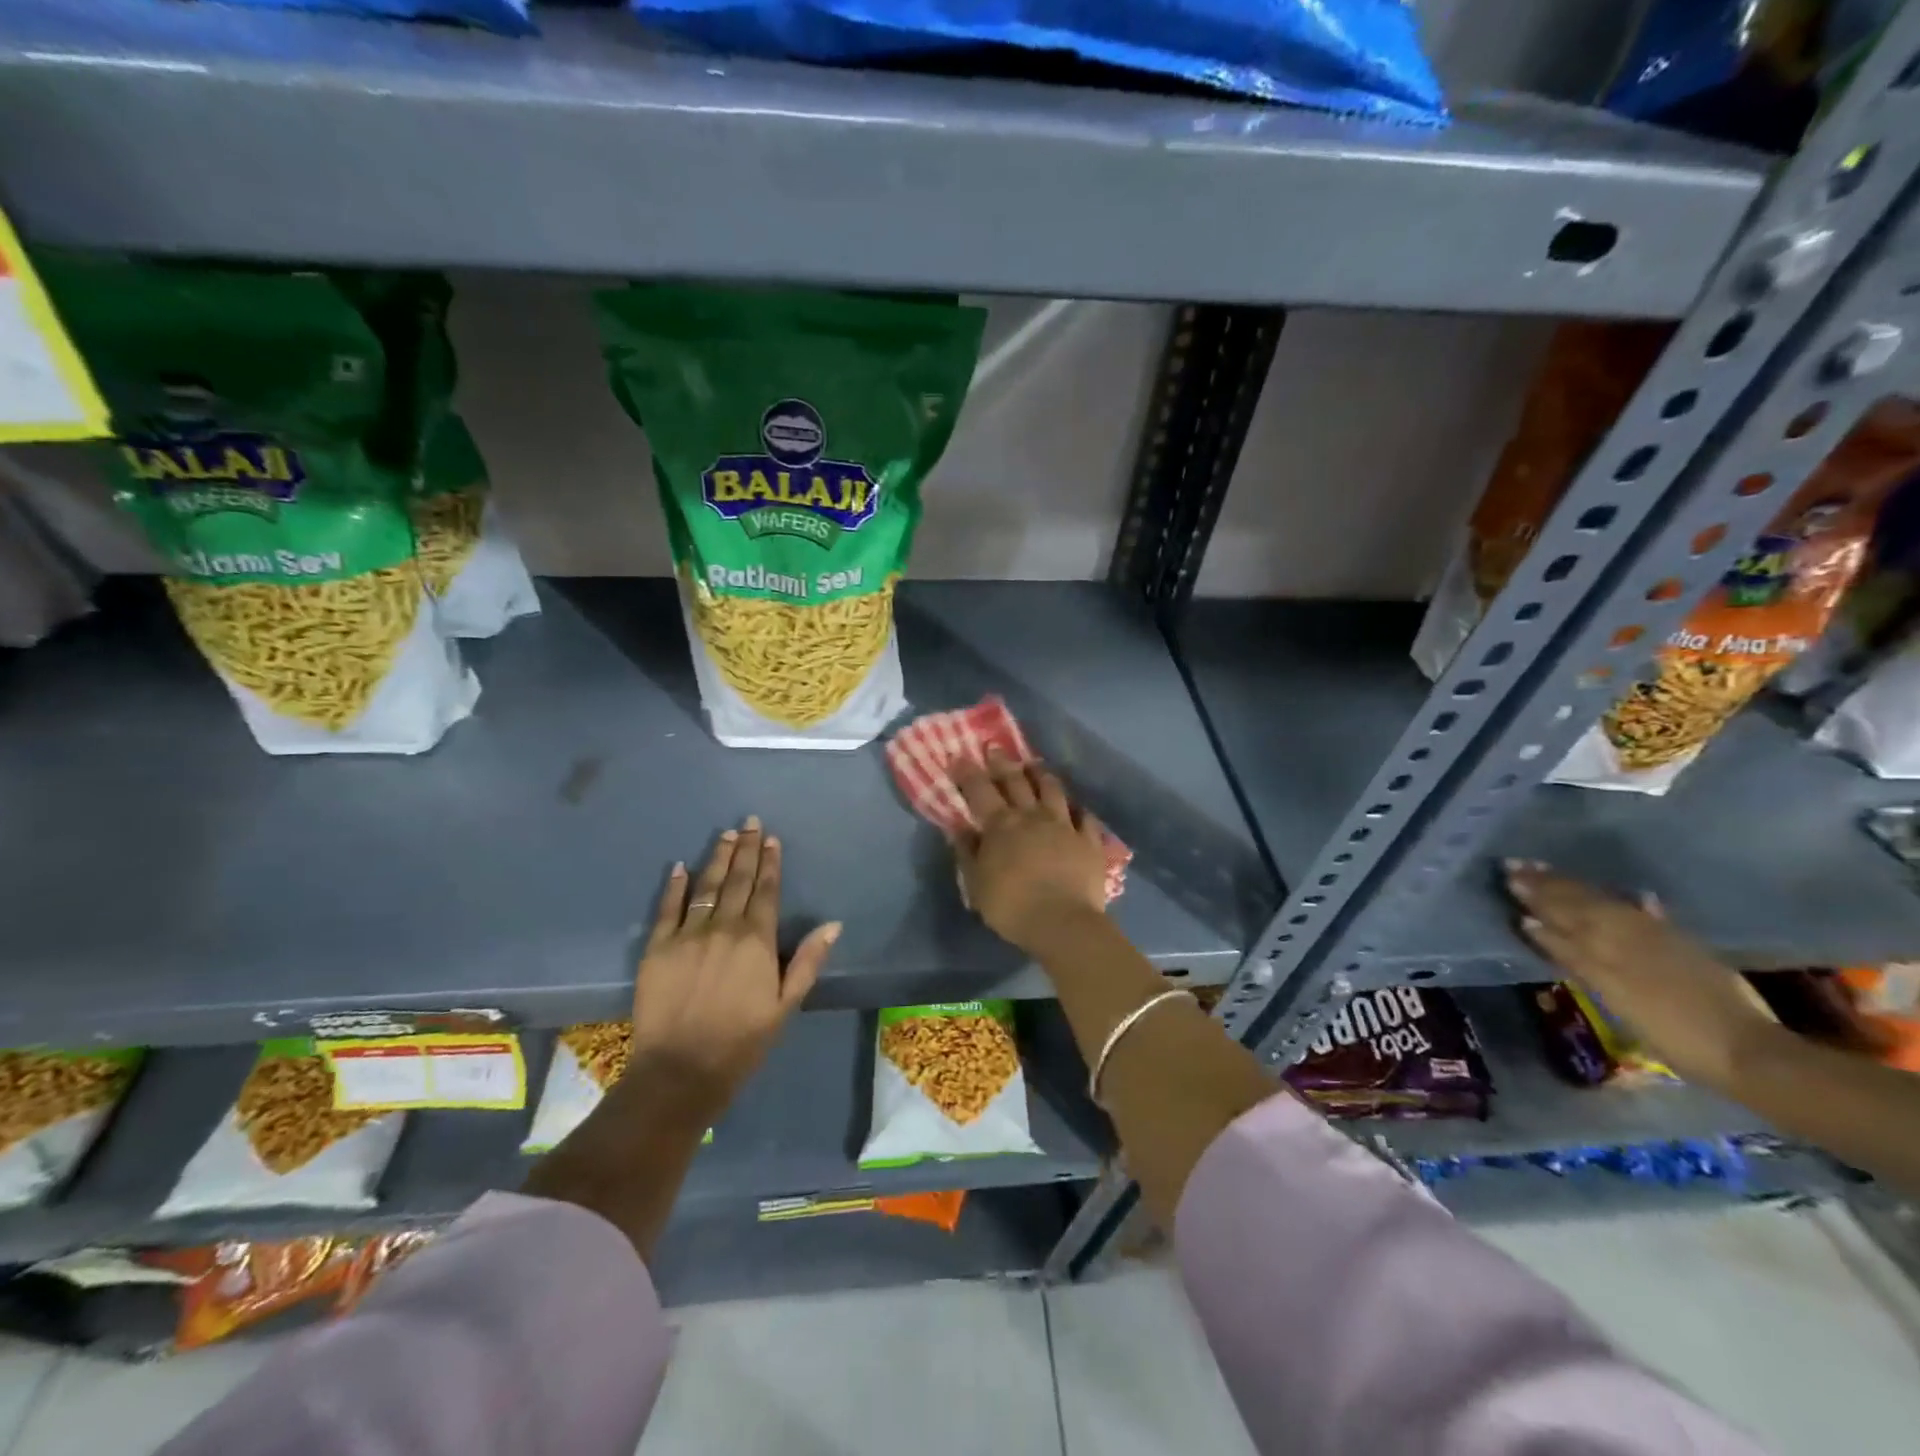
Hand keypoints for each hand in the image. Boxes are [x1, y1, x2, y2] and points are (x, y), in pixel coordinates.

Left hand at [630, 817, 839, 1114]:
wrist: (681, 1071)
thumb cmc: (742, 1041)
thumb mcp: (786, 1005)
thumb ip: (807, 961)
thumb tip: (833, 924)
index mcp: (756, 940)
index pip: (766, 891)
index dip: (770, 863)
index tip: (771, 839)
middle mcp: (723, 928)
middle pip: (737, 880)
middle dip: (746, 849)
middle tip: (749, 822)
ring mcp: (687, 935)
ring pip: (705, 887)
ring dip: (717, 858)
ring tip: (725, 834)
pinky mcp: (657, 948)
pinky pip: (667, 909)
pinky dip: (674, 886)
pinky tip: (680, 867)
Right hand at [953, 750, 1108, 953]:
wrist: (1063, 923)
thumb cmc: (1011, 906)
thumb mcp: (976, 884)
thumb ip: (968, 852)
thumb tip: (959, 828)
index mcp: (1001, 825)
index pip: (980, 790)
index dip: (968, 772)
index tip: (960, 756)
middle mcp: (1033, 816)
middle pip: (1016, 782)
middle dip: (1003, 763)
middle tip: (995, 748)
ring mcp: (1064, 826)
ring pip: (1053, 791)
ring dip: (1042, 775)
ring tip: (1035, 765)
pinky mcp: (1090, 841)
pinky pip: (1085, 818)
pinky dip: (1079, 809)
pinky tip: (1077, 807)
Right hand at [1505, 861, 1776, 1090]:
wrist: (1749, 1053)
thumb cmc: (1673, 1037)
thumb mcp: (1613, 998)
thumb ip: (1574, 959)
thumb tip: (1531, 924)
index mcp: (1608, 950)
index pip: (1561, 915)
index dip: (1534, 897)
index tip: (1508, 877)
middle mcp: (1629, 935)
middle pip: (1580, 904)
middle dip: (1547, 885)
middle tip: (1516, 865)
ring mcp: (1659, 940)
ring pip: (1606, 904)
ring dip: (1576, 887)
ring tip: (1550, 872)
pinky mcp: (1684, 948)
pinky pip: (1646, 915)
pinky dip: (1633, 904)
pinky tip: (1633, 896)